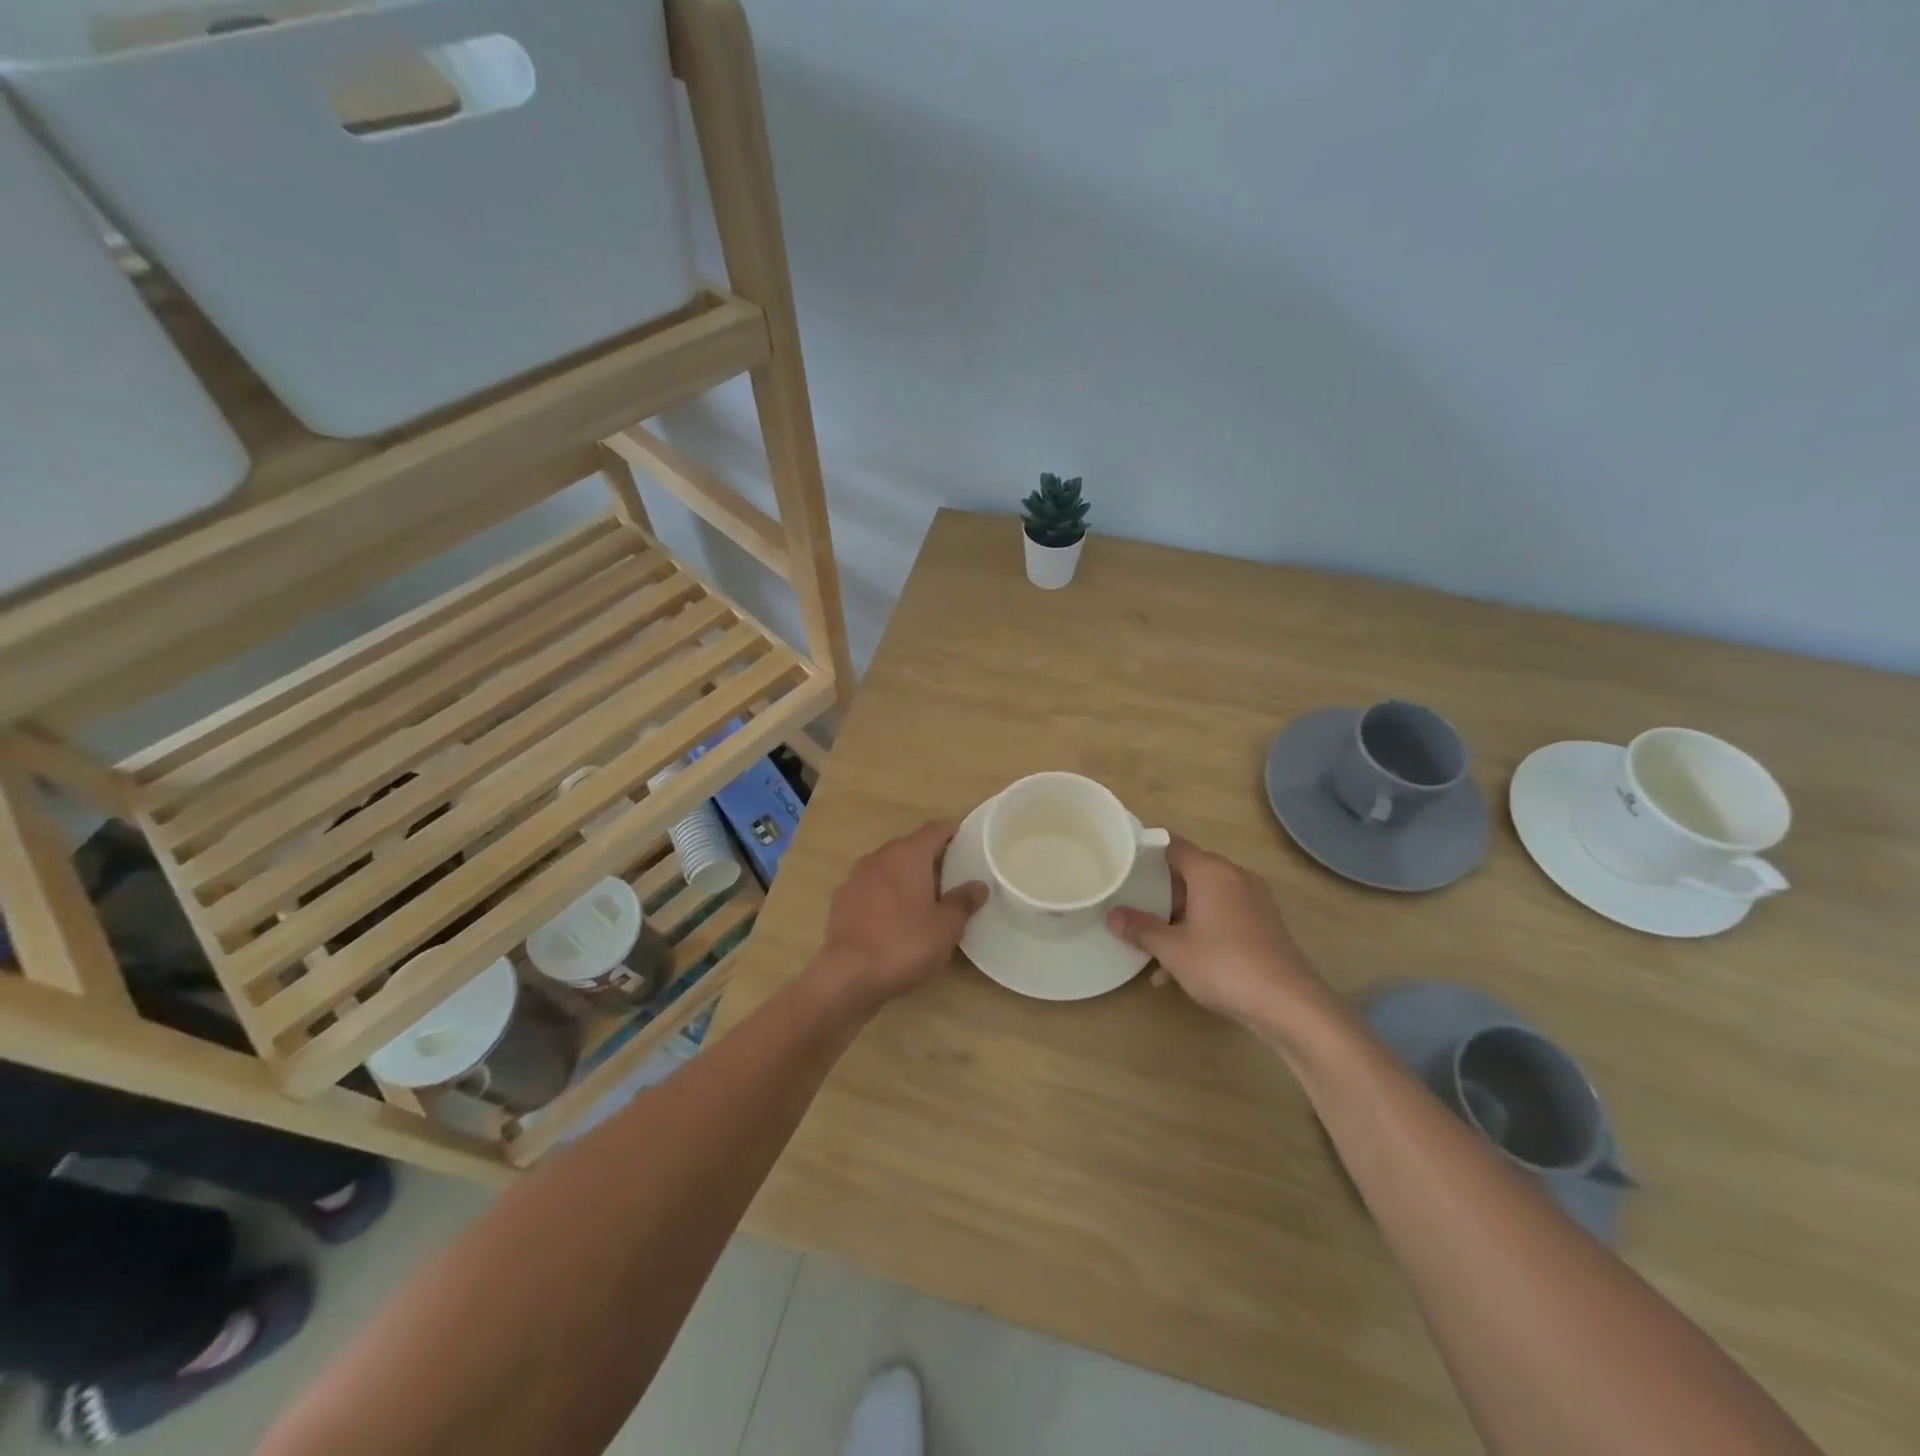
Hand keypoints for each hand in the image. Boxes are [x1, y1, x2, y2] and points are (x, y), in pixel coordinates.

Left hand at [815, 821, 987, 1011]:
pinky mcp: (841, 899)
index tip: (967, 845)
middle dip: (930, 858)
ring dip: (905, 876)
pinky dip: (884, 894)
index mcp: (908, 855)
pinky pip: (870, 887)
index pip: (934, 829)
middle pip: (910, 846)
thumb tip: (978, 886)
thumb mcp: (946, 927)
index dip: (952, 833)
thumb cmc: (905, 944)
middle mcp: (879, 857)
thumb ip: (963, 901)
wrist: (847, 975)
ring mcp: (855, 877)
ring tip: (922, 900)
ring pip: (888, 866)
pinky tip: (892, 918)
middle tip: (951, 879)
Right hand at [1107, 836, 1333, 1038]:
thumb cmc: (1224, 965)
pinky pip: (1222, 916)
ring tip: (1152, 946)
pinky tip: (1181, 967)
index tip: (1122, 863)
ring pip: (1205, 898)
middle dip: (1159, 892)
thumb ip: (1140, 928)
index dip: (1145, 851)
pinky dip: (1201, 931)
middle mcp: (1234, 877)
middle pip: (1188, 872)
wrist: (1289, 1004)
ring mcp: (1253, 900)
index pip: (1171, 845)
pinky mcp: (1263, 924)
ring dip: (1178, 918)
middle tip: (1132, 907)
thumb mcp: (1172, 949)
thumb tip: (1111, 915)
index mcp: (1211, 871)